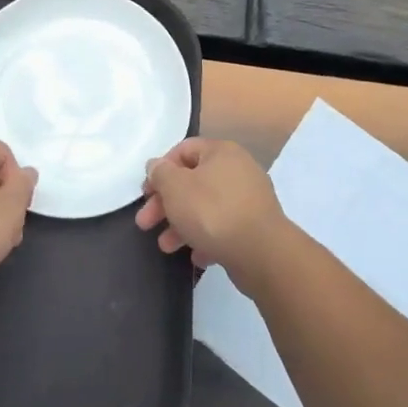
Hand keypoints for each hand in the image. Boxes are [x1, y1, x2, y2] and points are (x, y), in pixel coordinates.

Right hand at [136, 137, 289, 278]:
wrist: (261, 253)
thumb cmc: (213, 212)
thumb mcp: (176, 188)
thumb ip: (161, 173)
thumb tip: (157, 166)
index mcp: (221, 152)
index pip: (183, 150)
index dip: (160, 169)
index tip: (146, 193)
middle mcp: (238, 170)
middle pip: (193, 181)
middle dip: (166, 204)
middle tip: (145, 224)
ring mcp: (249, 199)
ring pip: (206, 207)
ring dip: (182, 225)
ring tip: (166, 247)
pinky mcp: (255, 227)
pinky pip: (223, 228)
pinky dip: (206, 239)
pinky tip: (197, 256)